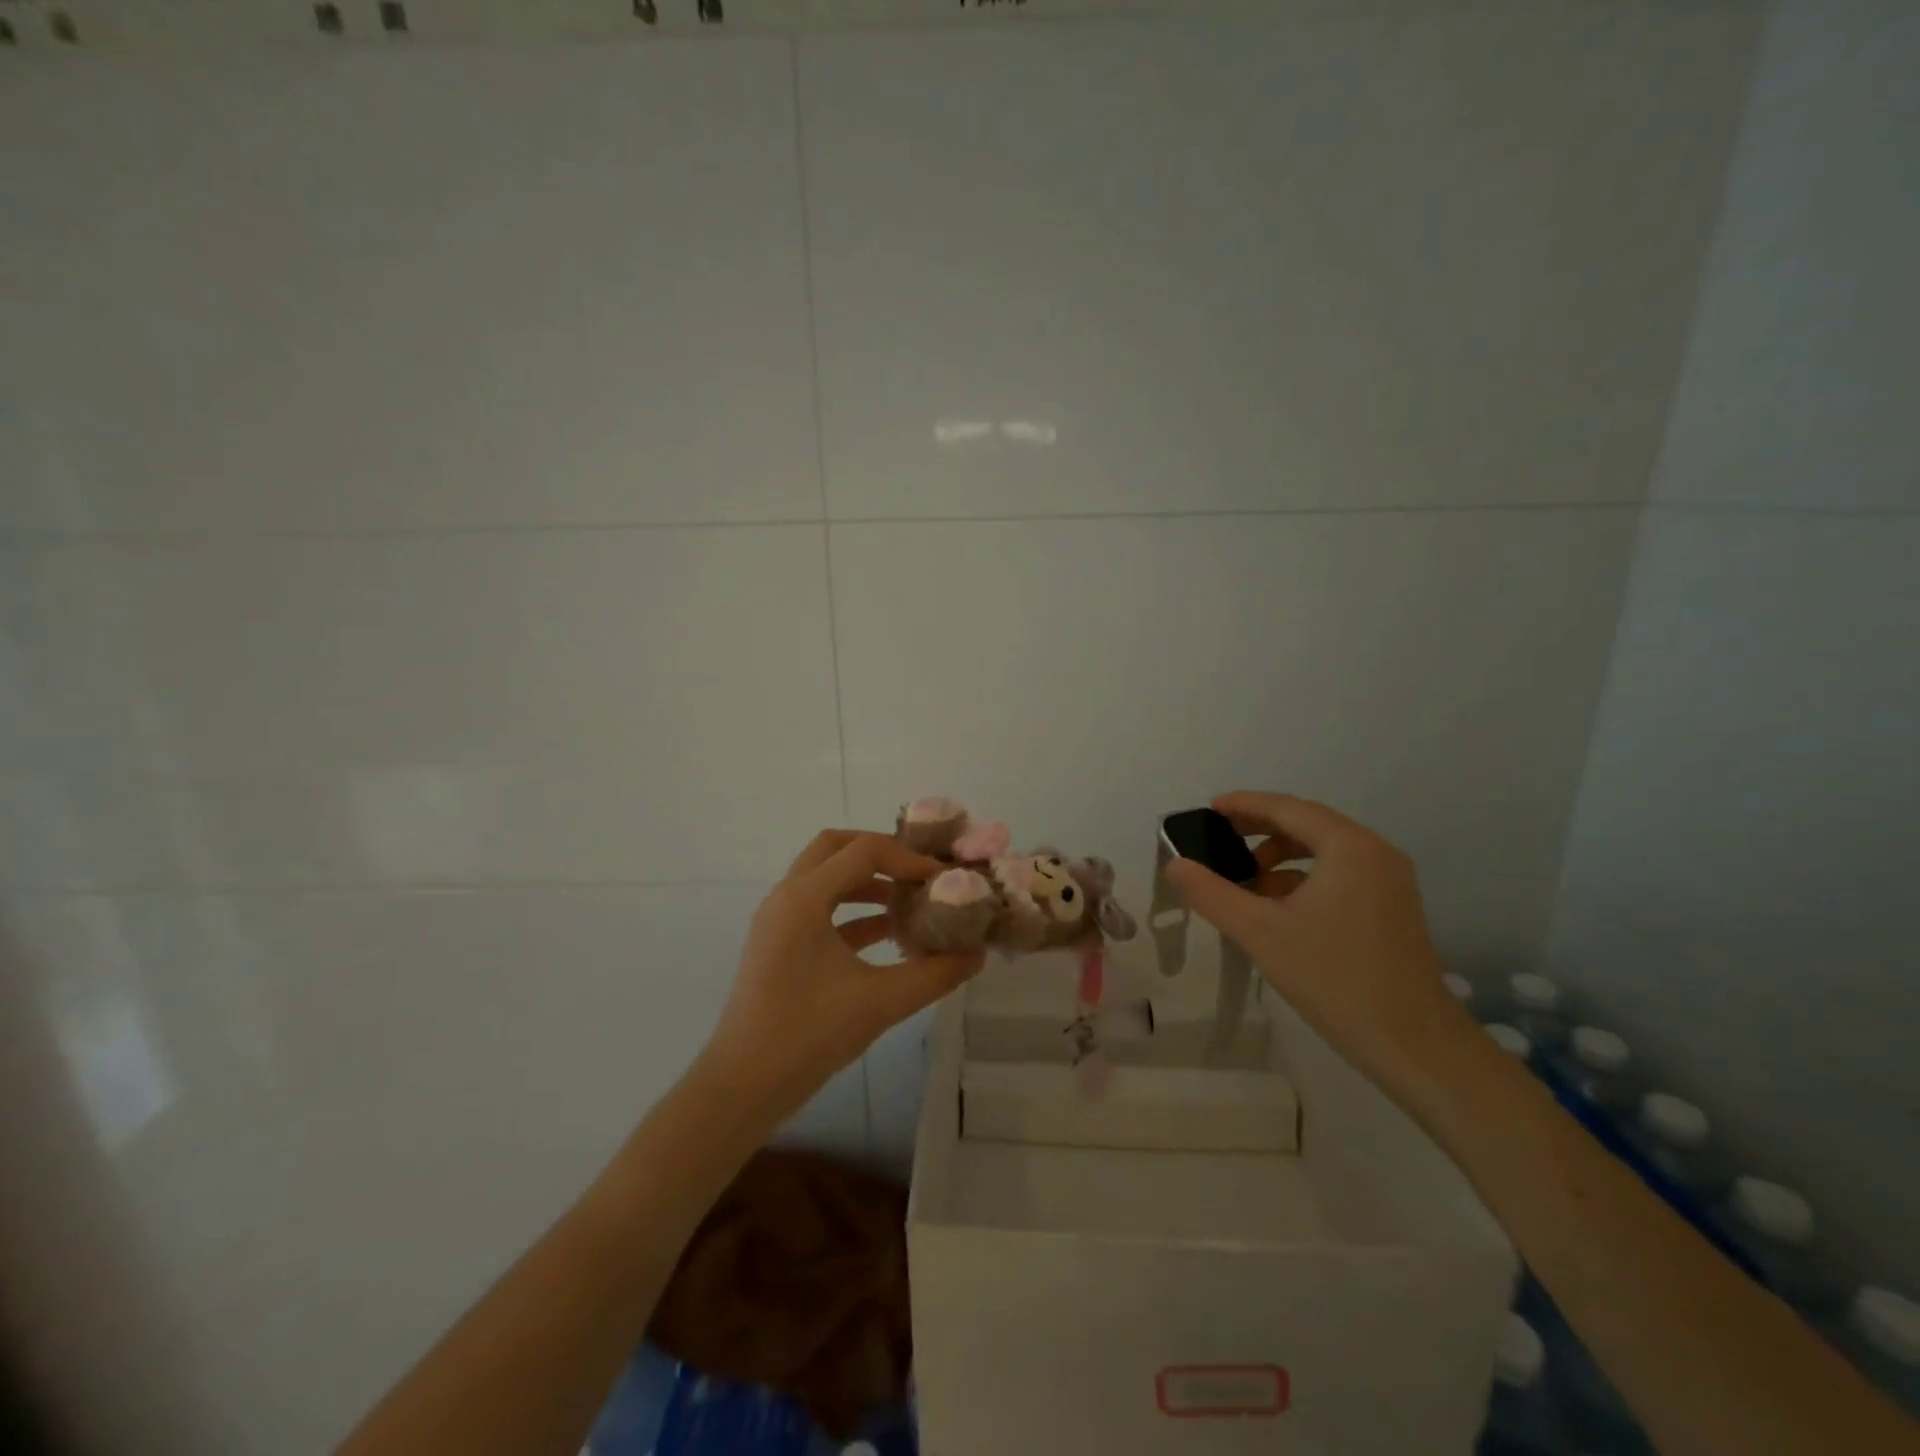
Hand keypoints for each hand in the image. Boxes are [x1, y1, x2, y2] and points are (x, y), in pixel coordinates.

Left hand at [696, 830, 984, 1124]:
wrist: (744, 1085)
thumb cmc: (808, 1033)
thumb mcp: (881, 1001)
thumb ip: (935, 974)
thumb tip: (977, 954)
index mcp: (804, 897)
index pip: (863, 851)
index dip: (907, 858)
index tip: (940, 879)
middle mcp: (786, 897)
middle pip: (835, 848)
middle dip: (880, 854)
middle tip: (916, 871)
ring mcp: (778, 921)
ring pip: (826, 878)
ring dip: (867, 882)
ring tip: (908, 902)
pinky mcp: (779, 946)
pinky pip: (820, 911)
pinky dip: (853, 912)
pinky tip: (887, 934)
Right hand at [1162, 792, 1471, 1096]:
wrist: (1415, 1046)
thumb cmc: (1336, 980)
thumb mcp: (1261, 933)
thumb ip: (1212, 893)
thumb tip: (1174, 864)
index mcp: (1349, 847)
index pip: (1287, 808)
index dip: (1244, 804)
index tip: (1208, 810)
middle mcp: (1374, 853)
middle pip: (1307, 824)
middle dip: (1259, 829)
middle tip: (1218, 840)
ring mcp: (1388, 881)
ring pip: (1323, 850)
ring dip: (1279, 856)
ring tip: (1244, 879)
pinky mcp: (1391, 907)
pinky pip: (1338, 873)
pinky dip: (1302, 877)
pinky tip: (1275, 906)